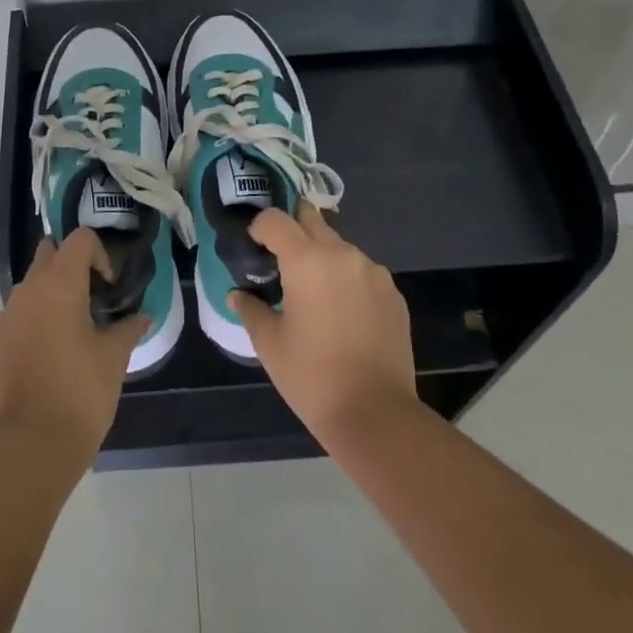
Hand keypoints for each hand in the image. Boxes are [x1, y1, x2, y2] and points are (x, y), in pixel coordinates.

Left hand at [0, 230, 148, 470]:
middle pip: (48, 254)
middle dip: (70, 267)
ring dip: (50, 296)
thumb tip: (142, 317)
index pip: (79, 239)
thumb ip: (128, 328)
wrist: (33, 443)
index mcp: (59, 284)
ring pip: (29, 287)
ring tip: (71, 332)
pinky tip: (47, 356)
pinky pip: (15, 317)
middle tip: (91, 300)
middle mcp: (27, 290)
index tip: (108, 288)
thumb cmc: (81, 390)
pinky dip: (32, 323)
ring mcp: (4, 317)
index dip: (99, 255)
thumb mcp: (114, 357)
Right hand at [232, 206, 417, 446]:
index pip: (276, 219)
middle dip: (293, 231)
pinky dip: (346, 280)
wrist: (375, 413)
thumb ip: (250, 309)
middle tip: (279, 259)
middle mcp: (343, 254)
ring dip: (322, 257)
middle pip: (312, 220)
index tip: (253, 248)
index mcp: (307, 260)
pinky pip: (362, 272)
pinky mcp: (394, 294)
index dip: (259, 227)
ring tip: (312, 293)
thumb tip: (238, 295)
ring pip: (340, 247)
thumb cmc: (311, 375)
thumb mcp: (269, 343)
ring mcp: (374, 273)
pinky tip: (341, 313)